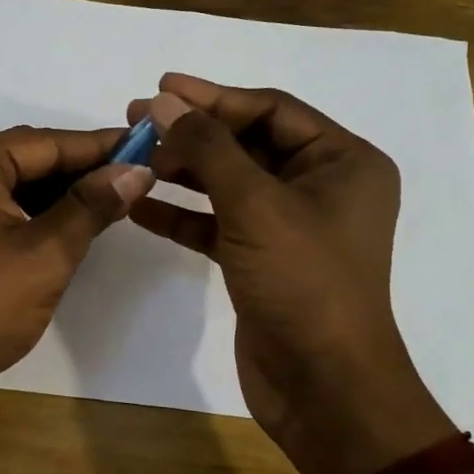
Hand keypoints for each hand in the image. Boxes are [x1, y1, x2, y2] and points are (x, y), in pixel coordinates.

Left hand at [0, 125, 153, 407]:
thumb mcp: (47, 254)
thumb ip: (92, 205)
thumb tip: (138, 170)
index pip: (45, 143)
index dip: (100, 147)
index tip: (146, 145)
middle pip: (25, 158)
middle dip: (79, 171)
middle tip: (134, 175)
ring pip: (9, 181)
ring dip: (55, 192)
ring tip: (110, 197)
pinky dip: (28, 209)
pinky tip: (66, 219)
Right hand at [128, 75, 455, 473]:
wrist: (323, 386)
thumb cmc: (303, 282)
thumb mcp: (255, 205)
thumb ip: (208, 148)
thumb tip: (164, 101)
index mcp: (342, 161)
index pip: (270, 110)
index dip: (213, 97)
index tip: (160, 88)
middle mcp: (321, 187)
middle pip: (247, 144)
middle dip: (192, 133)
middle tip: (135, 121)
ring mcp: (289, 226)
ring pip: (228, 183)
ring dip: (182, 171)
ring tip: (131, 157)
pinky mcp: (261, 260)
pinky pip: (217, 223)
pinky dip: (182, 214)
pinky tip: (139, 207)